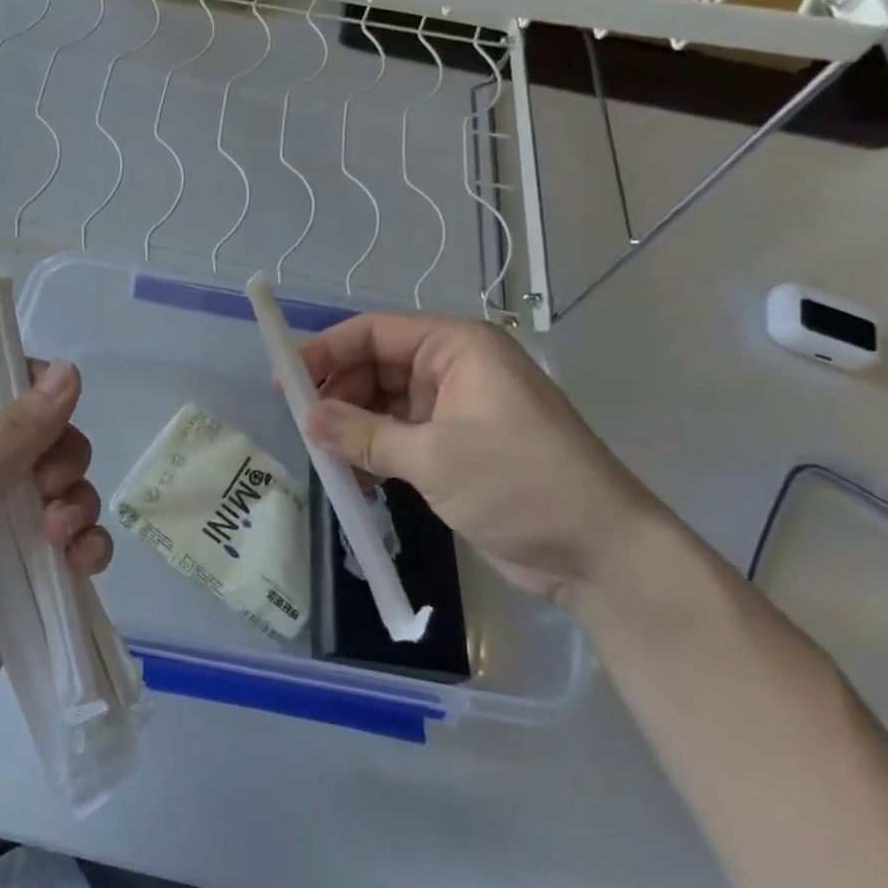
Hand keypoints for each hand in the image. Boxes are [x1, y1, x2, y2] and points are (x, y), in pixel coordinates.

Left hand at [0, 360, 111, 753]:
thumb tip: (71, 369)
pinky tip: (82, 564)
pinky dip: (89, 546)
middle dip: (63, 460)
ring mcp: (6, 527)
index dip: (35, 391)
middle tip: (47, 489)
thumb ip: (12, 434)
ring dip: (78, 505)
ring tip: (60, 539)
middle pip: (48, 438)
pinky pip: (78, 541)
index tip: (55, 410)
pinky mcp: (32, 573)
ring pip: (69, 488)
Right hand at [298, 315, 665, 604]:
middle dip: (338, 395)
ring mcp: (455, 410)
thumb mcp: (435, 457)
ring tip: (324, 457)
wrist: (601, 554)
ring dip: (352, 429)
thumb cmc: (521, 483)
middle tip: (302, 427)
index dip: (327, 351)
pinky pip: (398, 437)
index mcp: (457, 348)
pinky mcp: (455, 448)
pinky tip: (353, 479)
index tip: (285, 379)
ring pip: (383, 405)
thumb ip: (364, 435)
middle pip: (376, 367)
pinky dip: (373, 453)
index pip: (375, 333)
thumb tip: (307, 419)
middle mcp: (454, 369)